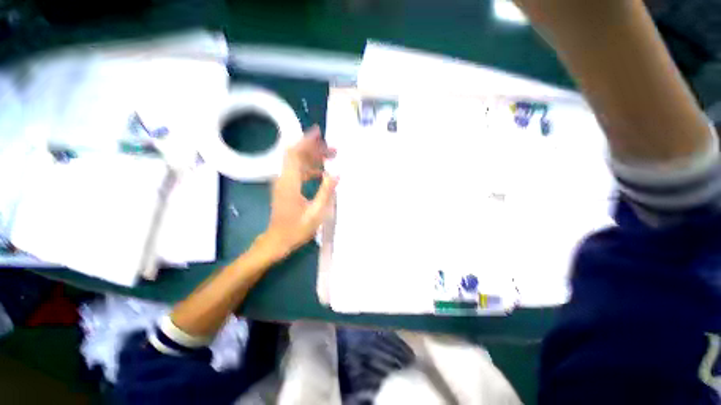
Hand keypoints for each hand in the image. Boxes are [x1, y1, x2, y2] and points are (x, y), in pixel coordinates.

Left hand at [260, 125, 337, 259]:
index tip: (319, 132)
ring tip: (331, 159)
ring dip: (313, 158)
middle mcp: (283, 178)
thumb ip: (326, 191)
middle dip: (315, 149)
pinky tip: (321, 173)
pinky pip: (297, 171)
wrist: (276, 241)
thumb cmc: (296, 229)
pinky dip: (309, 168)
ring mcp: (283, 183)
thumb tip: (336, 173)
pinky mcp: (285, 188)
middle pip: (297, 155)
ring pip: (297, 163)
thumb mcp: (316, 212)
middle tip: (334, 151)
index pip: (295, 154)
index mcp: (289, 182)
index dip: (306, 141)